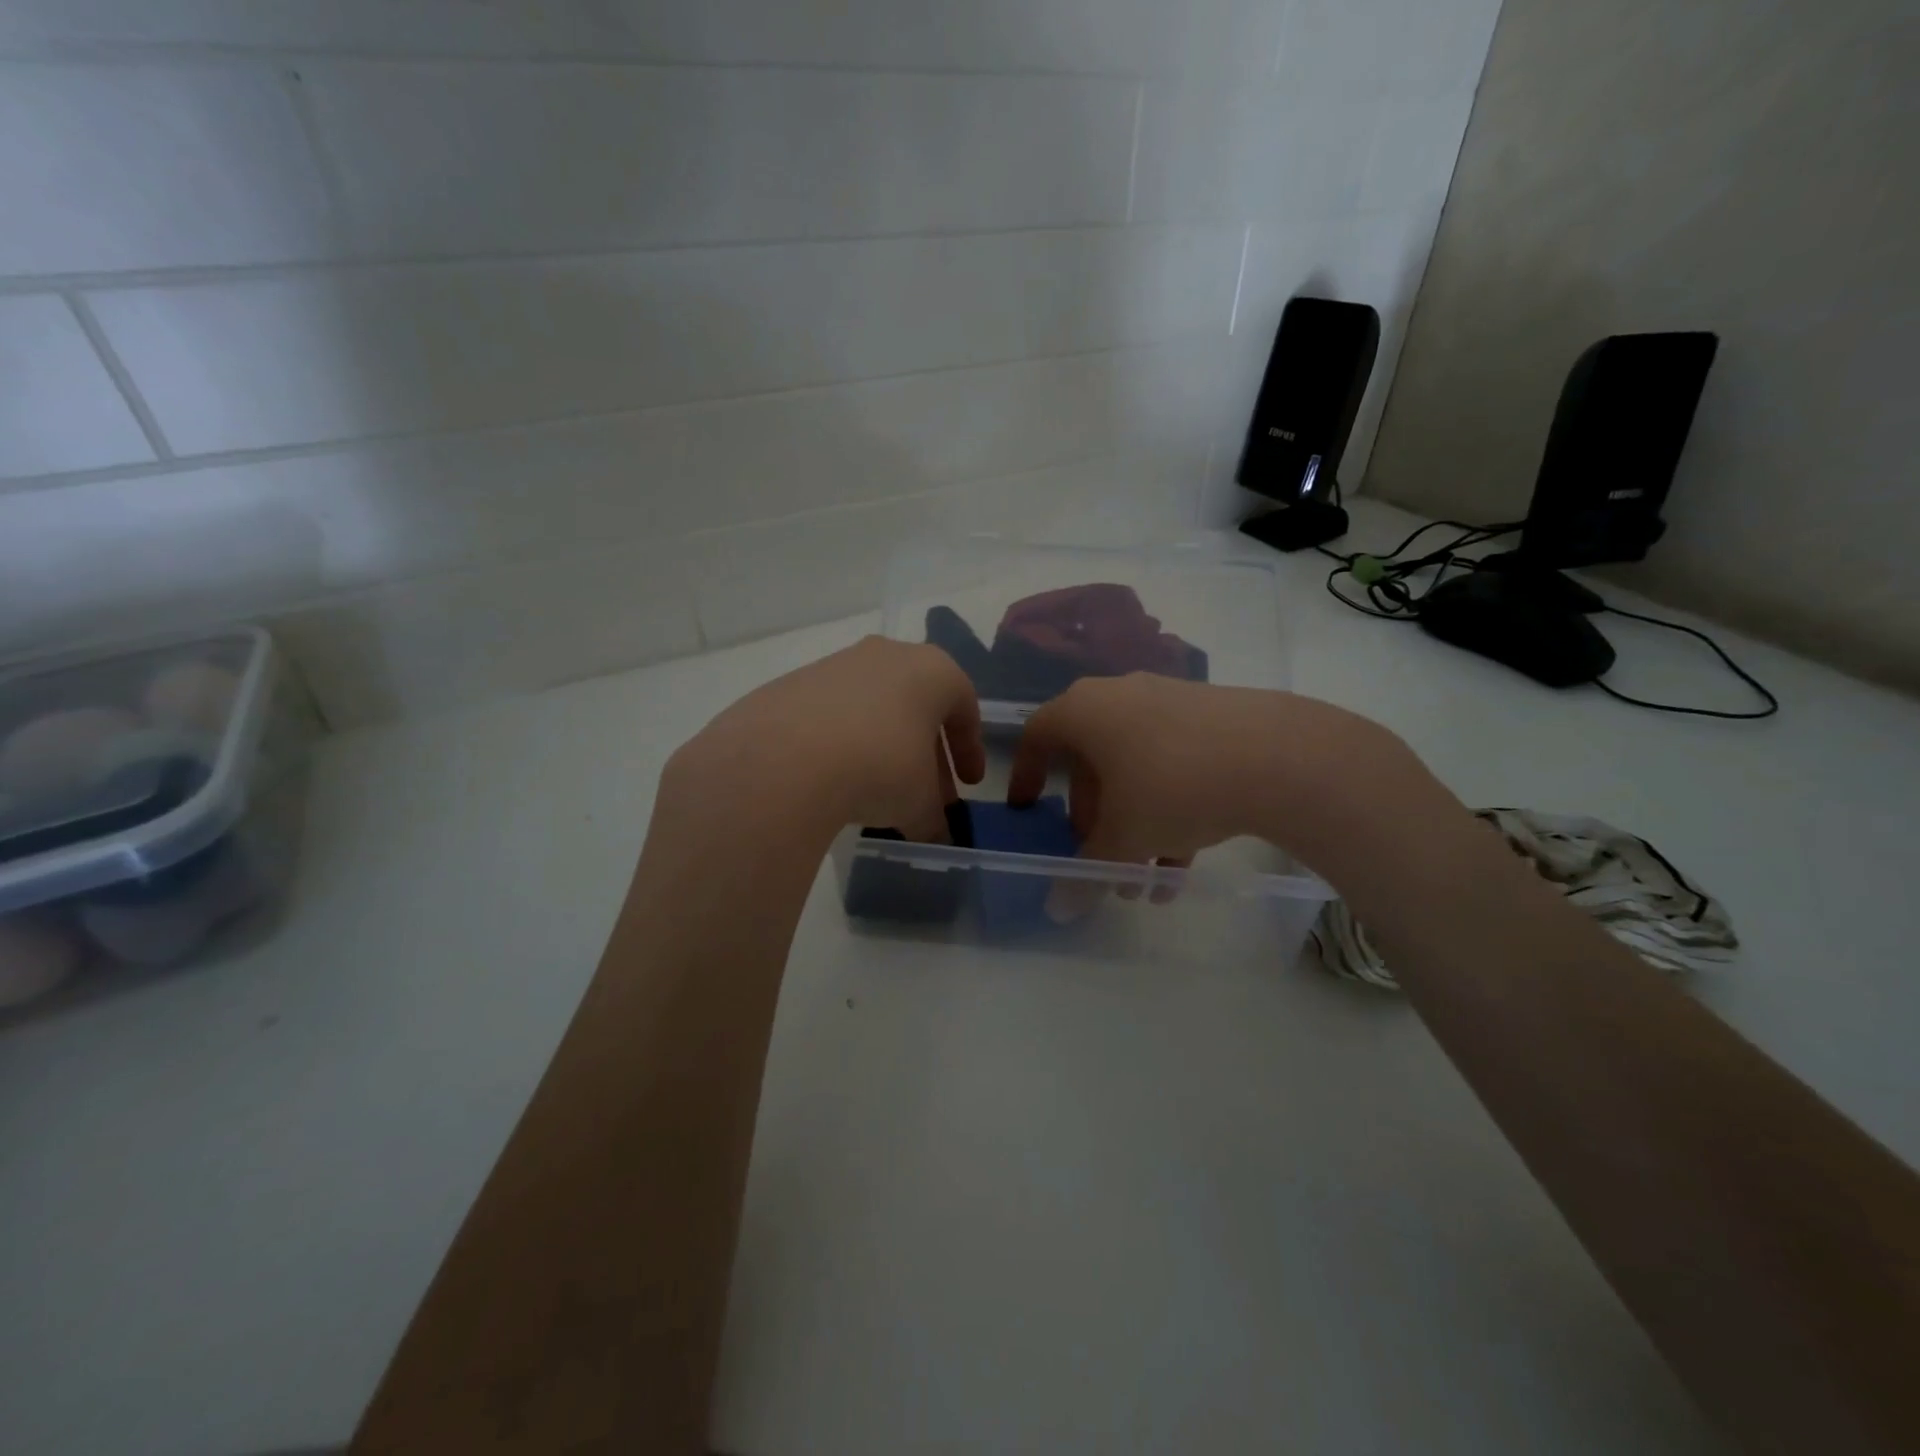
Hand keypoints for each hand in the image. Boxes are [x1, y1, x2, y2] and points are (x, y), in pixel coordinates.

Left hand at [664, 637, 984, 839]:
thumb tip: (934, 837)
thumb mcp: (918, 802)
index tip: (969, 784)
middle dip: (928, 753)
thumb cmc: (880, 767)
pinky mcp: (794, 683)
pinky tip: (836, 777)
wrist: (784, 759)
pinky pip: (834, 714)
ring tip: (881, 790)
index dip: (970, 750)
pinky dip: (844, 741)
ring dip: (886, 746)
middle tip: (929, 795)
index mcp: (933, 670)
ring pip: (875, 707)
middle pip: (919, 707)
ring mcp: (837, 664)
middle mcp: (888, 655)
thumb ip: (933, 818)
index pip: (965, 709)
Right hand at [1007, 674, 1441, 878]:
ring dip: (1134, 823)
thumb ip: (1085, 873)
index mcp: (1085, 711)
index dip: (1025, 774)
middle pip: (1091, 760)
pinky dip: (1169, 808)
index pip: (1037, 736)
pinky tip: (1185, 863)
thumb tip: (1059, 909)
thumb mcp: (1123, 839)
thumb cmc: (1173, 788)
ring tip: (1148, 878)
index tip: (1027, 808)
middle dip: (1092, 816)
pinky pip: (1173, 763)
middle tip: (1100, 856)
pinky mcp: (1212, 716)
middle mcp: (1121, 696)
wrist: (1281, 756)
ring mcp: (1170, 701)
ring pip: (1135, 768)